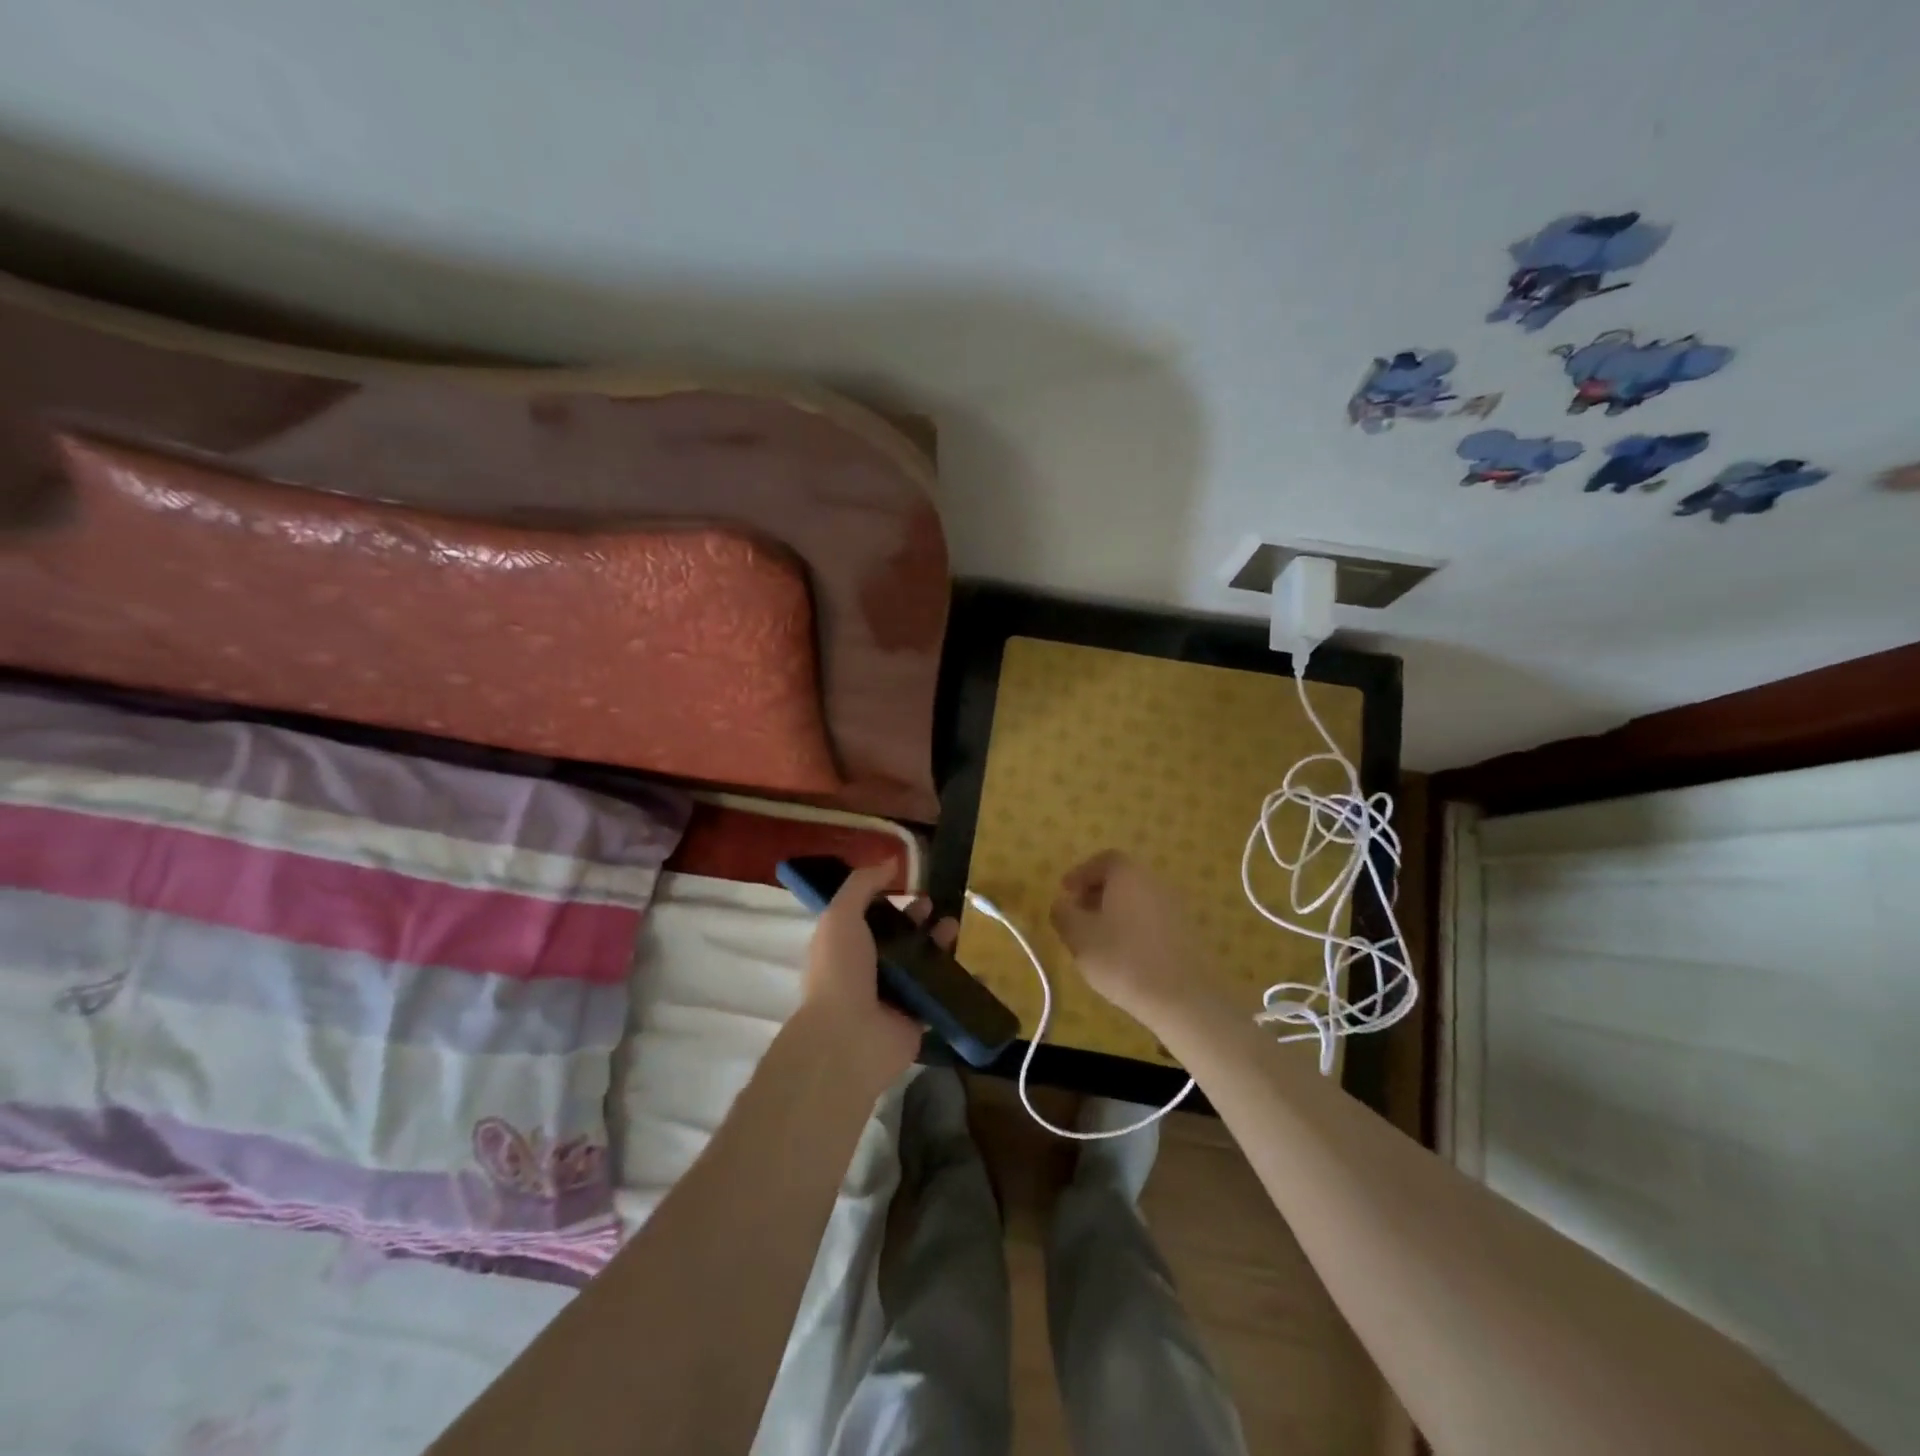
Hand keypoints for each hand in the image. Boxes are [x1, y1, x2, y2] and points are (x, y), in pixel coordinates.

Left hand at [800, 863, 951, 1094]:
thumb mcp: (841, 916)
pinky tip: (977, 964)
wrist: (848, 1038)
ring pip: (921, 963)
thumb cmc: (840, 971)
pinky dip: (957, 981)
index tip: (910, 886)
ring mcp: (893, 996)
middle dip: (918, 919)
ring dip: (938, 943)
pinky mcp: (917, 1018)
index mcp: (845, 946)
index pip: (869, 918)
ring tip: (953, 927)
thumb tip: (890, 861)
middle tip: (935, 906)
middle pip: (899, 938)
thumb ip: (862, 885)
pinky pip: (941, 995)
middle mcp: (867, 970)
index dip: (889, 900)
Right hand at [1051, 850, 1204, 1027]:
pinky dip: (1133, 928)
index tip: (1065, 893)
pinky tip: (1123, 955)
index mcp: (1128, 874)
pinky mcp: (1186, 932)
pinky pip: (1151, 919)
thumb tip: (1062, 904)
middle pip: (1121, 879)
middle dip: (1096, 893)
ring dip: (1114, 912)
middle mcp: (1154, 882)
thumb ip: (1063, 914)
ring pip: (1136, 900)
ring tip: (1097, 940)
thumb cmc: (1122, 958)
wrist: (1182, 996)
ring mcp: (1174, 907)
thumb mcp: (1078, 936)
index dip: (1080, 874)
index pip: (1102, 860)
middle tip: (1077, 916)